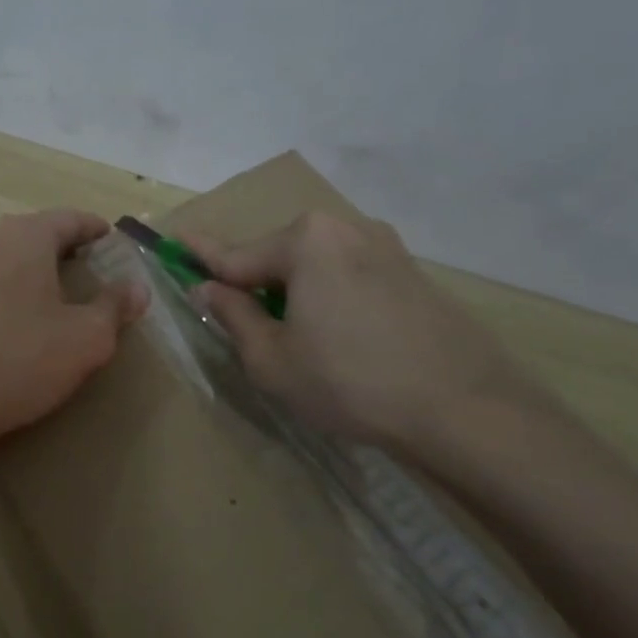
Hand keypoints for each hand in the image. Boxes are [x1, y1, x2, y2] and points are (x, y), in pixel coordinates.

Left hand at [0, 210, 146, 452]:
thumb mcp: (86, 339)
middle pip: (27, 235)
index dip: (94, 228)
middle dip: (55, 250)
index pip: (68, 219)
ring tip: (33, 299)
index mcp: (23, 238)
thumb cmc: (21, 362)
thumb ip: (114, 306)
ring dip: (16, 271)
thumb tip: (136, 287)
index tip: (109, 240)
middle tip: (78, 273)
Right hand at [184, 212, 539, 451]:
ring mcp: (386, 247)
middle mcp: (345, 228)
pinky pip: (351, 275)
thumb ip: (233, 315)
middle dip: (255, 282)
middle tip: (243, 323)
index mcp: (305, 241)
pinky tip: (342, 338)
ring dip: (295, 292)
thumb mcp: (271, 359)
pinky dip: (331, 297)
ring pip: (317, 265)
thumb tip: (207, 289)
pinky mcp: (414, 273)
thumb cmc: (349, 381)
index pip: (235, 253)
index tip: (170, 240)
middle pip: (278, 255)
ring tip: (298, 339)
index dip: (198, 255)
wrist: (466, 409)